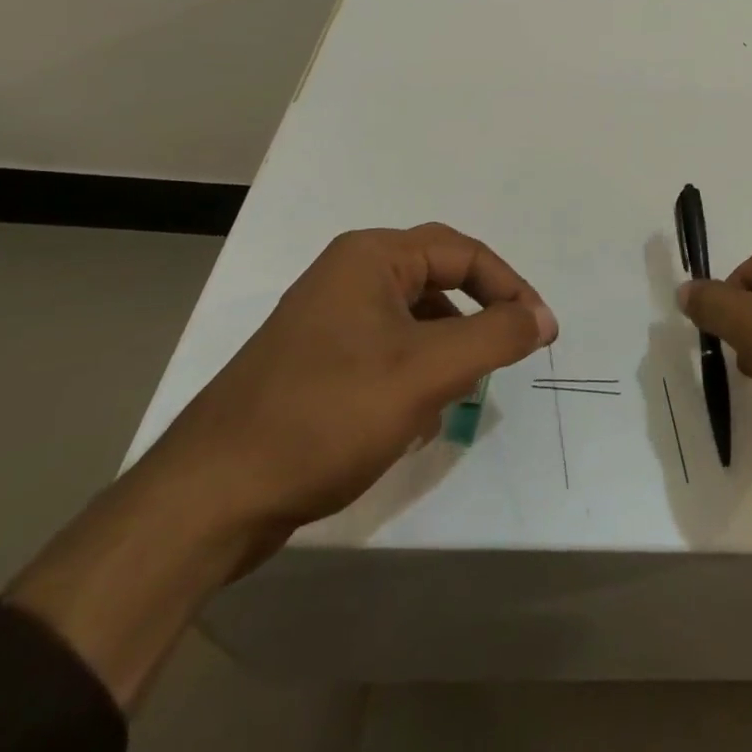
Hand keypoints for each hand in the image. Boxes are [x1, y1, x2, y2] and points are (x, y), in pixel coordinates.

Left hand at [144, 223, 558, 550]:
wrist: (209, 499)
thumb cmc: (328, 415)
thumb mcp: (428, 371)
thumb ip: (497, 335)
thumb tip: (542, 317)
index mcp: (370, 257)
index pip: (464, 253)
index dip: (511, 288)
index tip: (540, 333)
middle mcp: (346, 275)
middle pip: (438, 281)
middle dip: (477, 319)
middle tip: (506, 353)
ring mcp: (325, 319)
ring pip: (413, 320)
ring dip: (446, 350)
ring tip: (458, 392)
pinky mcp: (314, 362)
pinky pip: (385, 350)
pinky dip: (413, 374)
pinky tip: (413, 418)